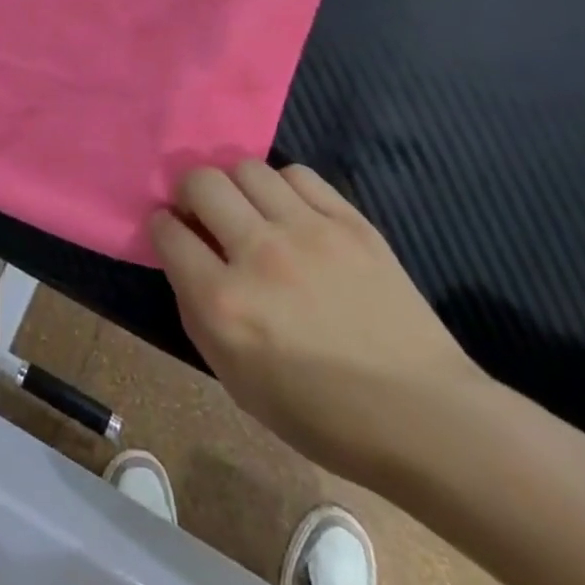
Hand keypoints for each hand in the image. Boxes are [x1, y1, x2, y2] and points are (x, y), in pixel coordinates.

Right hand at [150, 162, 485, 489]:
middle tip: (203, 214)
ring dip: (236, 186)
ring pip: (247, 167)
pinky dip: (283, 187)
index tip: (173, 234)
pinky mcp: (350, 222)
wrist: (422, 417)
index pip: (166, 230)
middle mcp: (258, 255)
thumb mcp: (235, 379)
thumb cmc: (320, 413)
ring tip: (250, 210)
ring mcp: (307, 231)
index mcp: (223, 303)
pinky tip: (291, 212)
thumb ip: (197, 310)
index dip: (162, 227)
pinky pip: (298, 174)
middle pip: (200, 181)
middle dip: (189, 192)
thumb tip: (184, 258)